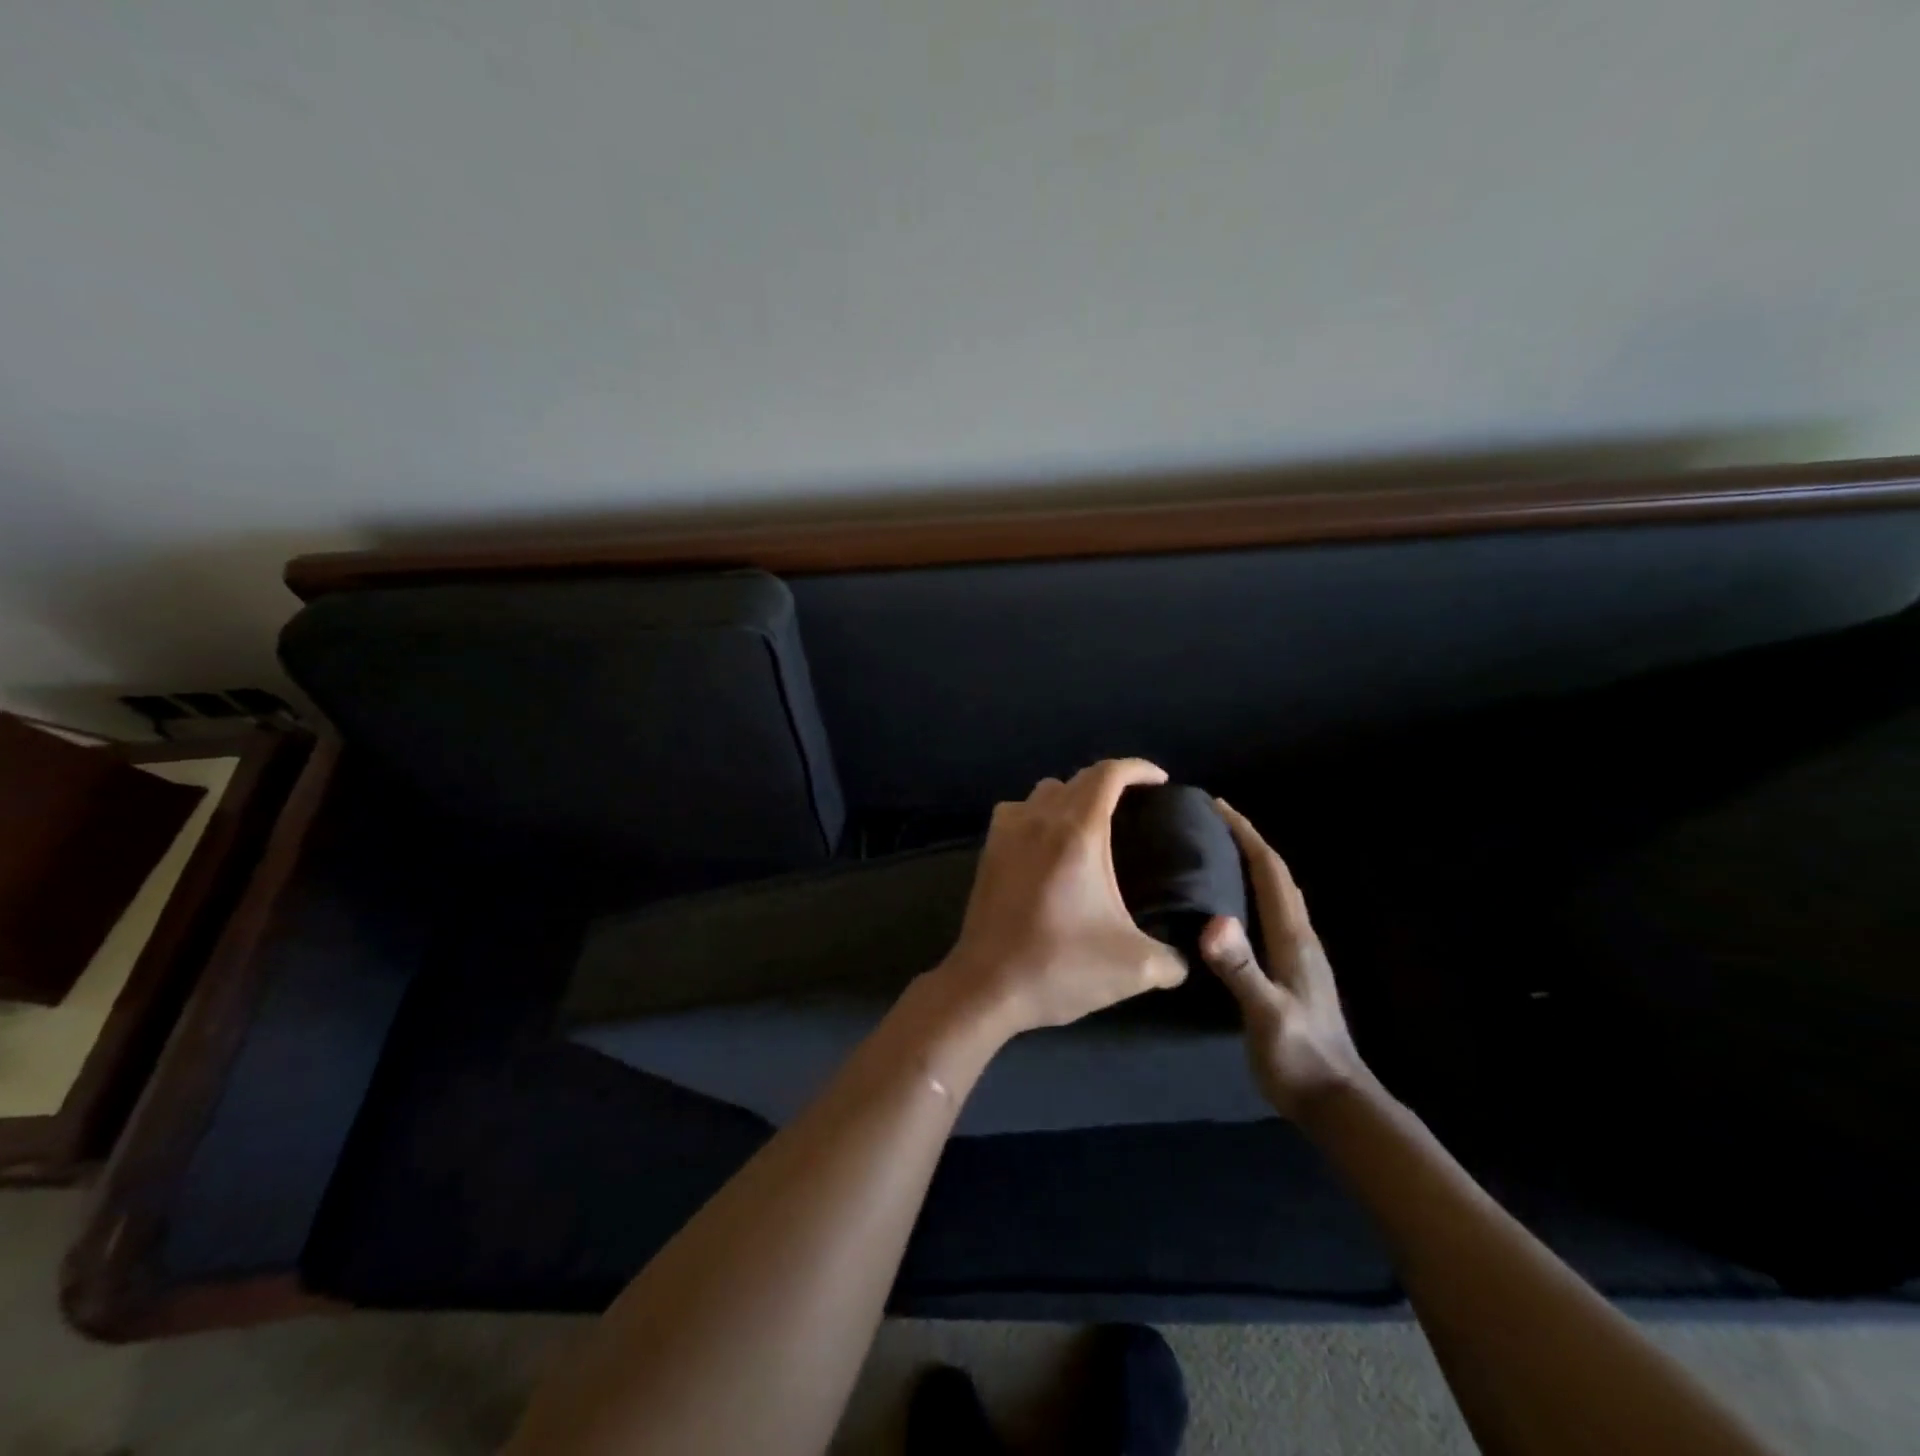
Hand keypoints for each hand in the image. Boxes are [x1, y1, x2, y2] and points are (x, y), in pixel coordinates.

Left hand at [932, 759, 1188, 1035]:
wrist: (986, 985)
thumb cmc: (1059, 967)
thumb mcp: (1134, 968)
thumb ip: (1172, 958)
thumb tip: (1185, 957)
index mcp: (1077, 833)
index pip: (1108, 774)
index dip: (1138, 768)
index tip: (1161, 781)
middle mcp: (1039, 820)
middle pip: (1078, 778)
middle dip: (1111, 781)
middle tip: (1137, 805)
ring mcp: (1007, 832)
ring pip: (1044, 791)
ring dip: (1073, 795)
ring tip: (1094, 822)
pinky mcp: (988, 850)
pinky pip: (1017, 811)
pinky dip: (1039, 812)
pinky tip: (1048, 841)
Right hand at [1200, 800, 1369, 1121]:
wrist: (1334, 1100)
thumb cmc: (1298, 1056)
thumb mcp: (1266, 1013)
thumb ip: (1241, 969)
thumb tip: (1214, 921)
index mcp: (1293, 936)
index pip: (1270, 871)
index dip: (1246, 834)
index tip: (1218, 806)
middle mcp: (1299, 935)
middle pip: (1276, 874)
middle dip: (1248, 840)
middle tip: (1211, 820)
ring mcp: (1299, 952)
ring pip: (1275, 892)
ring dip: (1251, 863)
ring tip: (1217, 849)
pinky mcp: (1292, 968)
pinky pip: (1270, 913)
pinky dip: (1252, 891)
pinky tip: (1231, 902)